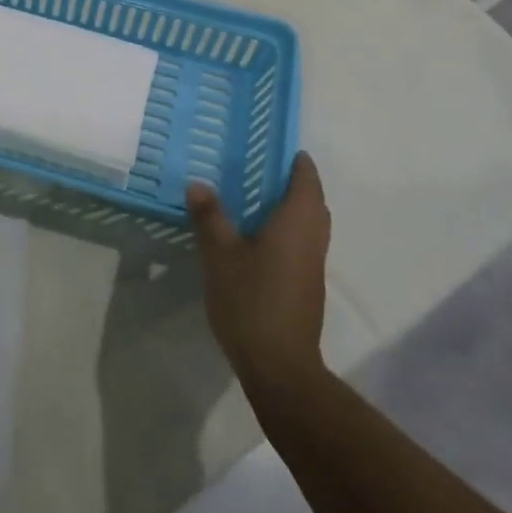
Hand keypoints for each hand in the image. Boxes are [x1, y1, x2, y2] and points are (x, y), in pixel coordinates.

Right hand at [187, 152, 331, 394]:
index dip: (296, 161)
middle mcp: (312, 238)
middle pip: (313, 201)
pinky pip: (302, 243)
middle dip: (294, 183)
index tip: (277, 146)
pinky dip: (287, 230)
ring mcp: (313, 265)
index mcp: (296, 222)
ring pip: (310, 224)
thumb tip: (198, 184)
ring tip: (255, 199)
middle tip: (261, 169)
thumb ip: (210, 217)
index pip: (306, 180)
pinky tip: (257, 237)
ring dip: (291, 208)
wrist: (279, 365)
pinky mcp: (307, 285)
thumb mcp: (220, 254)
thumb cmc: (251, 299)